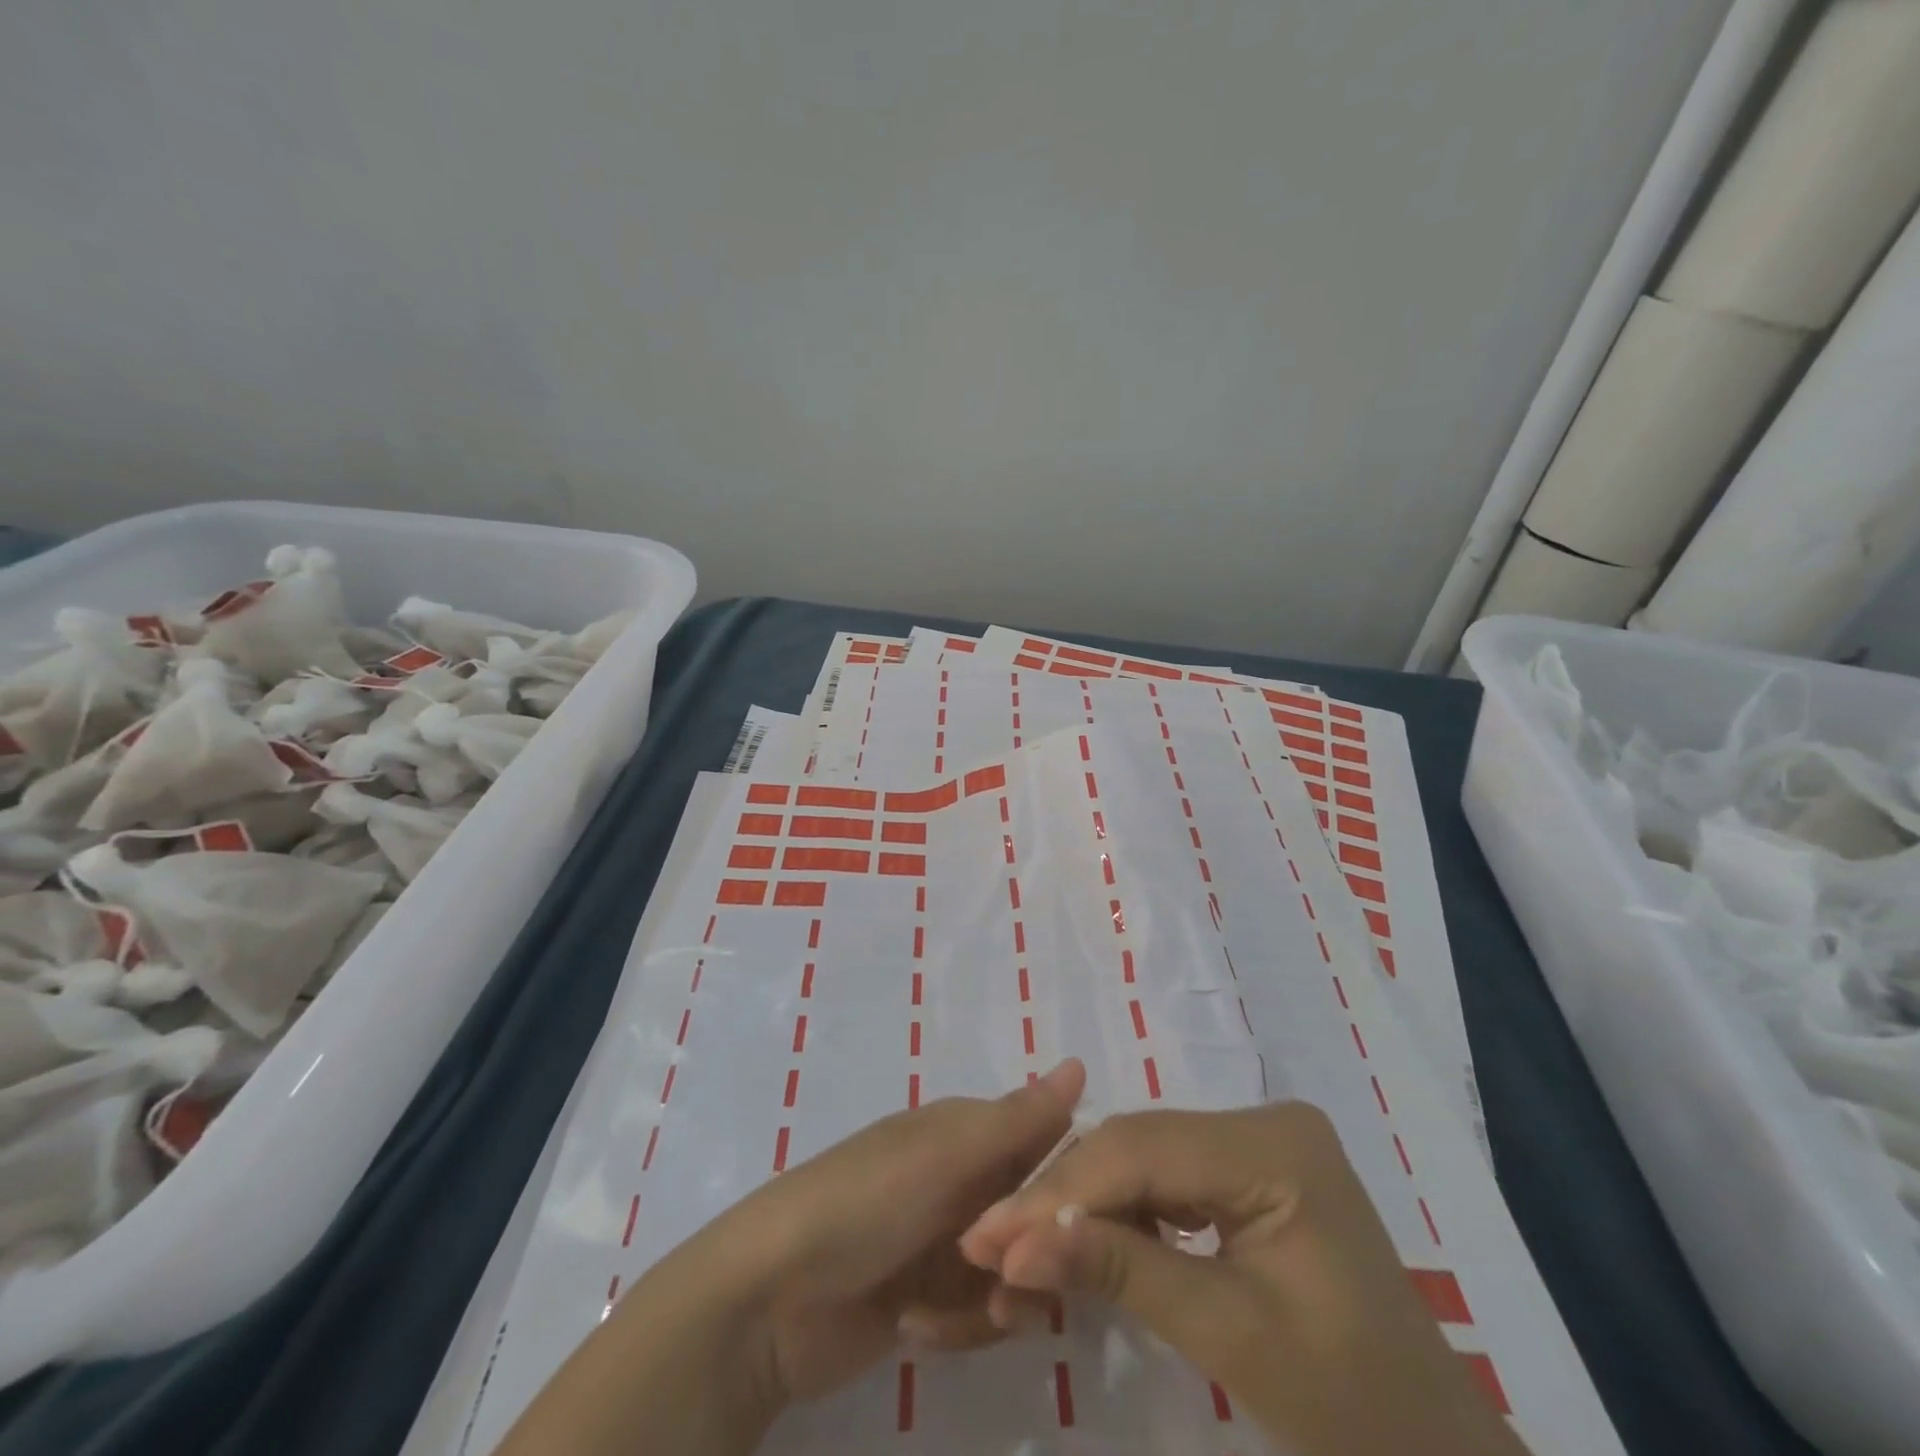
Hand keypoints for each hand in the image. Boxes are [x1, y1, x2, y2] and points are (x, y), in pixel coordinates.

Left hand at [497, 1059, 1084, 1455]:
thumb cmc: (862, 1206)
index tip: (1073, 1222)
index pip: (1041, 1144)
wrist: (767, 1301)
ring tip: (949, 1311)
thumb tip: (1081, 1063)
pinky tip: (919, 1328)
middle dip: (1027, 1254)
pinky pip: (976, 1313)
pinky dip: (959, 1326)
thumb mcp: (944, 1157)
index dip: (1061, 1182)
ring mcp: (939, 1241)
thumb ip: (1017, 1120)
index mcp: (960, 1132)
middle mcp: (956, 1180)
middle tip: (1004, 1280)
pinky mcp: (924, 1298)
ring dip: (992, 1299)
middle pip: (1031, 1216)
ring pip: (1009, 1271)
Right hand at [958, 1104, 1529, 1455]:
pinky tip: (1081, 1243)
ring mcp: (1257, 1144)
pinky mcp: (1249, 1173)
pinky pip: (1167, 1179)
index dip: (1060, 1192)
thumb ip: (1120, 1271)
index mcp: (1273, 1145)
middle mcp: (1263, 1121)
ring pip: (1144, 1159)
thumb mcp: (1230, 1337)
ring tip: (1019, 1247)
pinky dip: (1121, 1214)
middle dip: (1062, 1197)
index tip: (987, 1236)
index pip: (1142, 1150)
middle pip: (1138, 1147)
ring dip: (1083, 1204)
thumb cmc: (1353, 1413)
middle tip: (989, 1243)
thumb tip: (1016, 1244)